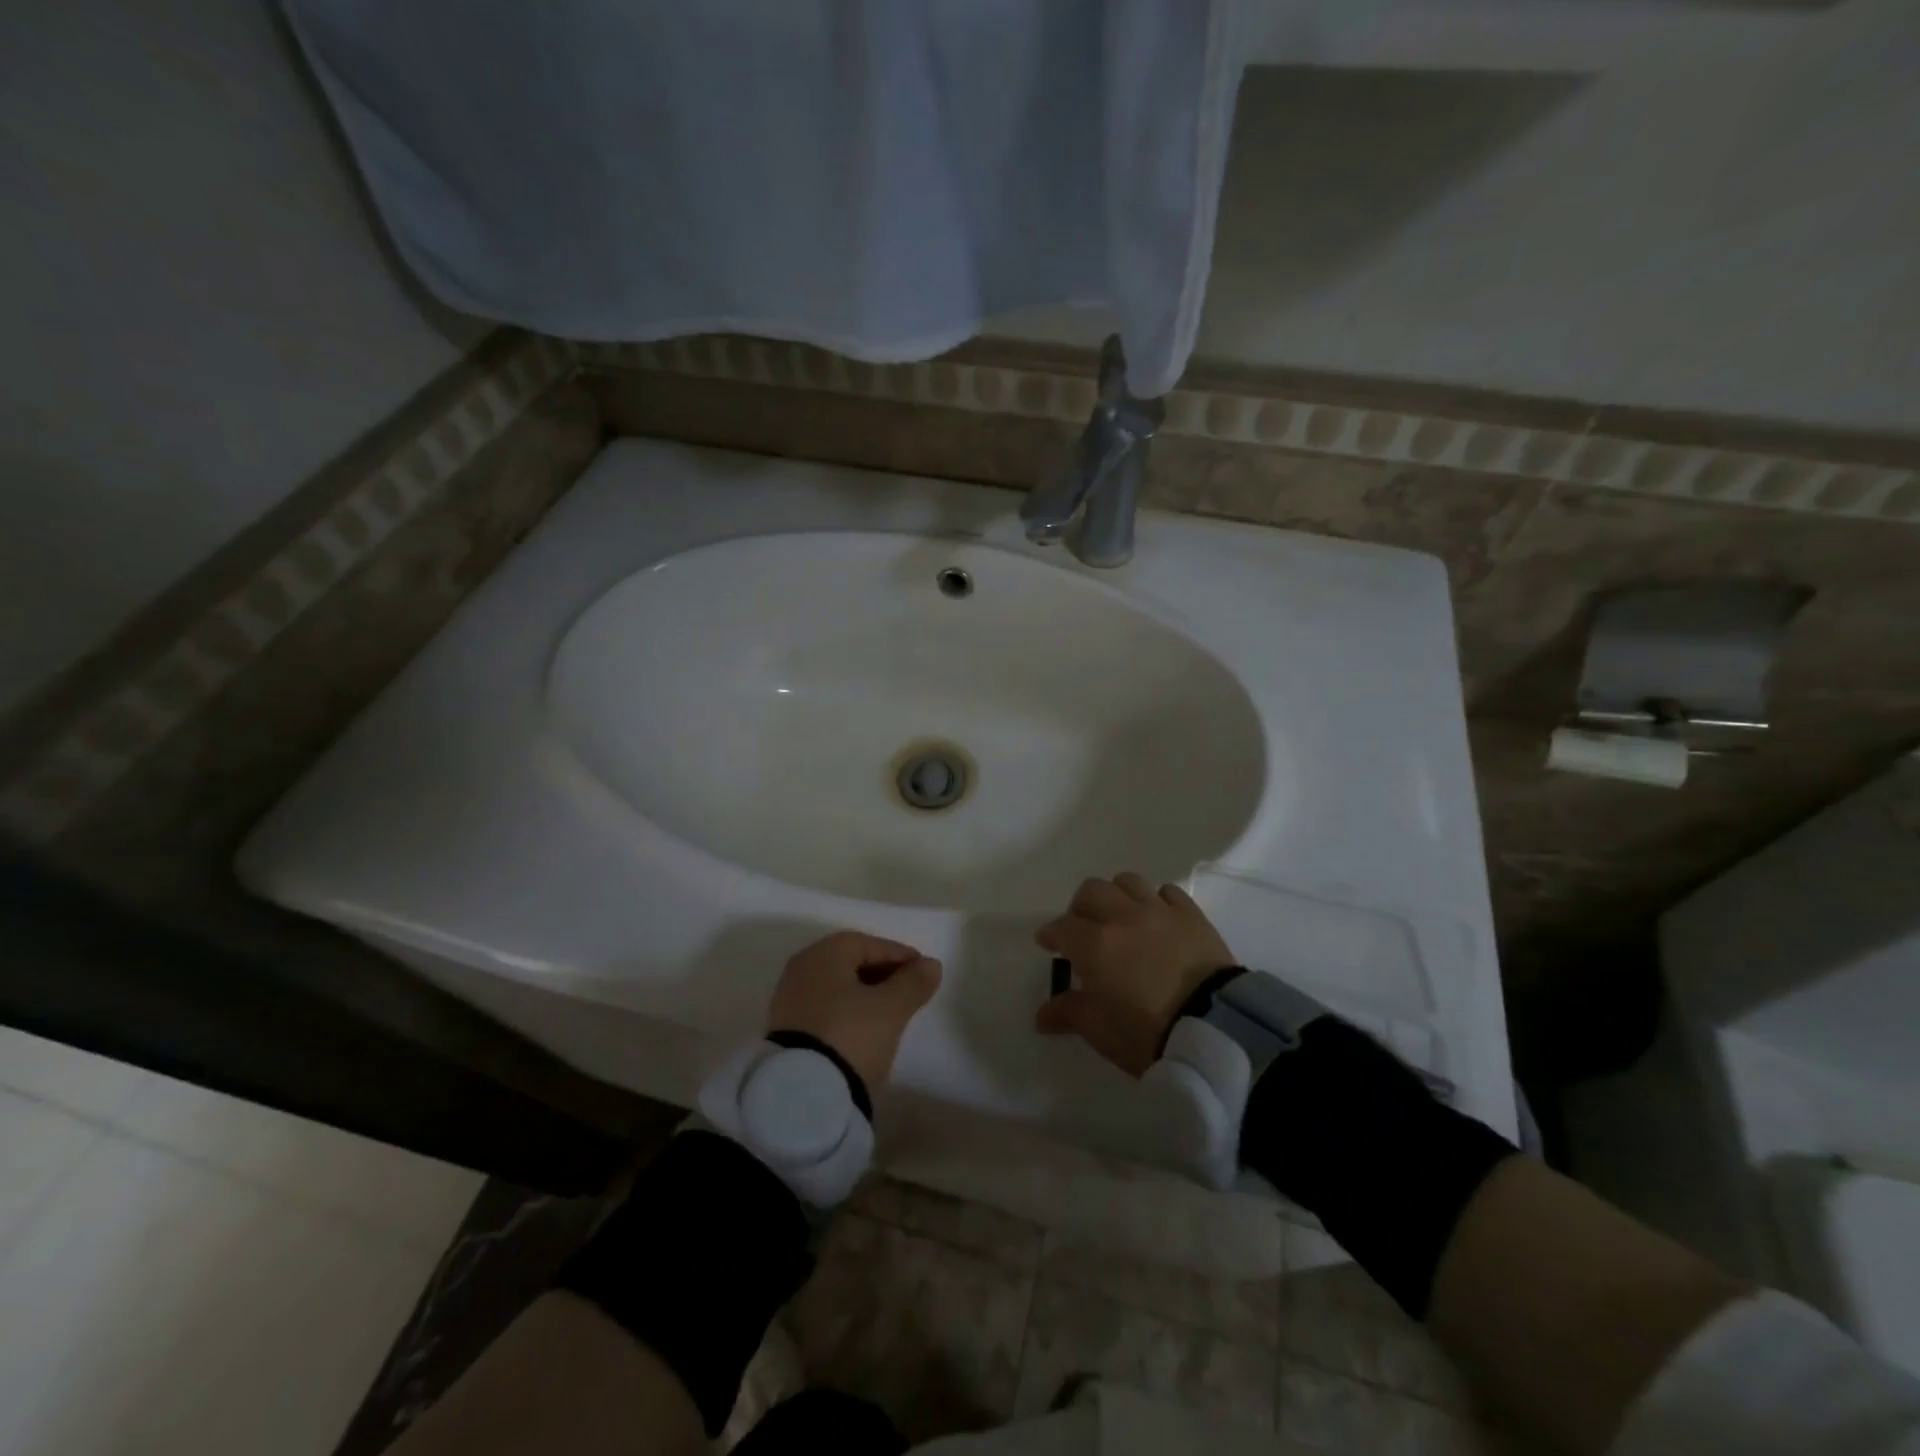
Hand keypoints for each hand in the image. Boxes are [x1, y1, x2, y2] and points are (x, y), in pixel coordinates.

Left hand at [767, 931, 942, 1094]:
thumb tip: (931, 965)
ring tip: (889, 1012)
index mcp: (825, 953)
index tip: (924, 972)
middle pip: (850, 962)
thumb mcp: (891, 1009)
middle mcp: (802, 967)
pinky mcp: (785, 1029)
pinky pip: (824, 1008)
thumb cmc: (851, 1036)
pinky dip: (846, 1010)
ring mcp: (789, 999)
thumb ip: (913, 983)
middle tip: (909, 990)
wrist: (802, 1094)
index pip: (869, 944)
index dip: (900, 955)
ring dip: (864, 993)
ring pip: (837, 986)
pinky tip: (863, 1028)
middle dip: (882, 973)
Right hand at [1033, 873, 1234, 1075]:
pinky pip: (1167, 892)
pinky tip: (1157, 919)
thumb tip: (1043, 1015)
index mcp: (1094, 944)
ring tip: (1120, 918)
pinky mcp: (1191, 915)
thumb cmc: (1148, 1032)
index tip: (1047, 944)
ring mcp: (1159, 911)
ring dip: (1117, 896)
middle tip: (1083, 929)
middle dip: (1080, 907)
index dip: (1051, 934)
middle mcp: (1122, 917)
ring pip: (1128, 882)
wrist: (1216, 1028)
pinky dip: (1156, 900)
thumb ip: (1070, 1014)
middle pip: (1091, 891)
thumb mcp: (1100, 1030)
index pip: (1062, 927)